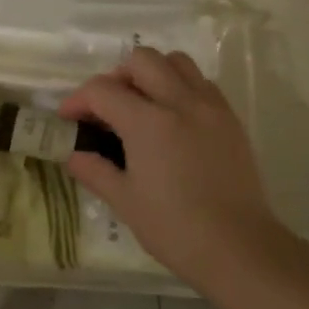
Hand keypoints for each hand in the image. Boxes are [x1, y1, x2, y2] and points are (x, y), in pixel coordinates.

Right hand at [61, 47, 283, 286]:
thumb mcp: (125, 201)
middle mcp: (180, 102)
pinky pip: (201, 83)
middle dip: (116, 76)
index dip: (78, 100)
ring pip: (176, 62)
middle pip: (141, 60)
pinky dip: (181, 87)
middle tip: (108, 107)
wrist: (239, 248)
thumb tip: (73, 155)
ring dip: (152, 73)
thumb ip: (95, 170)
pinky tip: (173, 118)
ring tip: (142, 104)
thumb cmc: (175, 228)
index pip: (103, 90)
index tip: (69, 118)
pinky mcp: (230, 119)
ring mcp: (210, 107)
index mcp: (148, 122)